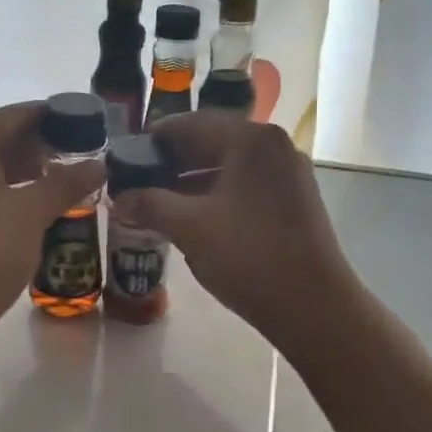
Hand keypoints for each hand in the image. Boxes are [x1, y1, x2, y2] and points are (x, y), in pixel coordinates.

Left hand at [0, 102, 105, 345]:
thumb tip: (100, 163)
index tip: (88, 125)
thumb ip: (67, 183)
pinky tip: (33, 202)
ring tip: (64, 179)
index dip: (55, 117)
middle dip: (42, 144)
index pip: (17, 115)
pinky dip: (5, 185)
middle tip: (82, 155)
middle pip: (1, 136)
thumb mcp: (33, 214)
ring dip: (25, 167)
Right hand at [119, 112, 358, 346]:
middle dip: (173, 164)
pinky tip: (193, 219)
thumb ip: (149, 204)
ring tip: (158, 205)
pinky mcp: (295, 201)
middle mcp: (274, 147)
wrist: (314, 306)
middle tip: (137, 184)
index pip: (191, 124)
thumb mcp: (189, 228)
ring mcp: (289, 174)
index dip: (154, 140)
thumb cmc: (249, 256)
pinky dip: (217, 196)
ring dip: (192, 182)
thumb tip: (118, 197)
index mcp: (251, 140)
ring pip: (228, 167)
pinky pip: (246, 186)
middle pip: (212, 143)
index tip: (126, 159)